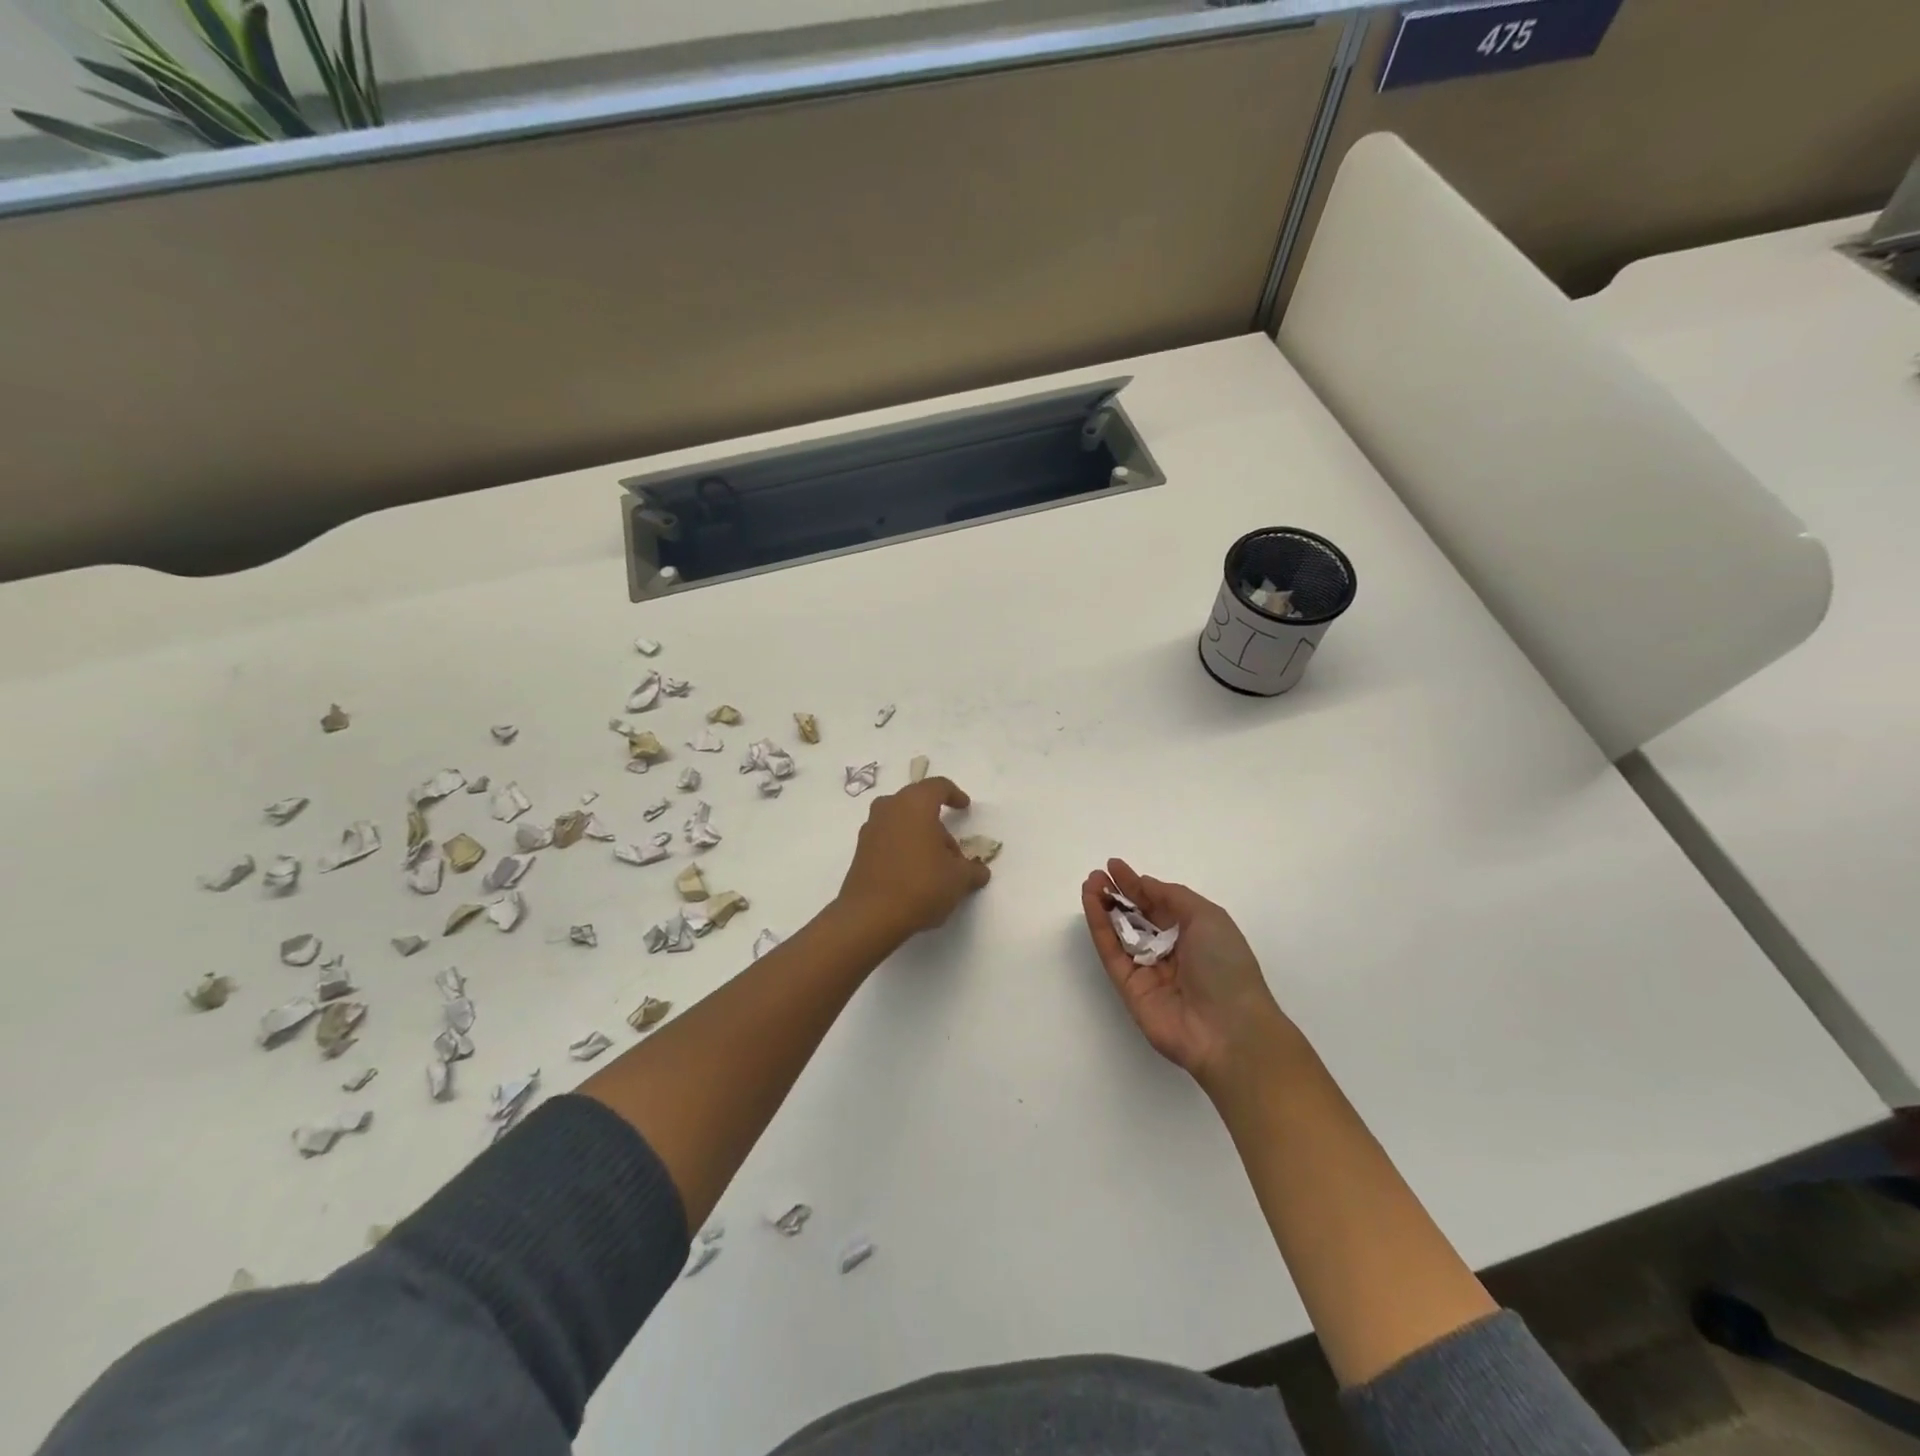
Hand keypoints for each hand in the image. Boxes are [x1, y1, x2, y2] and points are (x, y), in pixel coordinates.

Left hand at [836, 777, 990, 943]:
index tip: (964, 806)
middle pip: (917, 804)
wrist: (869, 916)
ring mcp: (870, 829)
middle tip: (952, 849)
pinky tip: (914, 875)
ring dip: (919, 836)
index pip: (937, 786)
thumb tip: (979, 871)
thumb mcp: (958, 879)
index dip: (954, 794)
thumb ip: (972, 870)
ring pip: (901, 822)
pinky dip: (903, 848)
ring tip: (935, 866)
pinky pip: (888, 839)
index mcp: (914, 804)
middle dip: (937, 822)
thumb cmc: (920, 885)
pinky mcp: (860, 851)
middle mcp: (889, 809)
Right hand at [1082, 859, 1296, 1094]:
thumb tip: (1144, 884)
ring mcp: (1148, 970)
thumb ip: (1172, 897)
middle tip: (1097, 874)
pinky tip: (1092, 904)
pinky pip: (1111, 952)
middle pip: (1137, 917)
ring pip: (1119, 933)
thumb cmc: (1225, 965)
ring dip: (1103, 907)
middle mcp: (1170, 951)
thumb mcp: (1208, 917)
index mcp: (1194, 934)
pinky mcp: (1129, 988)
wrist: (1227, 1029)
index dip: (1137, 885)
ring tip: (1089, 883)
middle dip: (1118, 894)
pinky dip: (1100, 927)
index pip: (1159, 904)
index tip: (1114, 866)